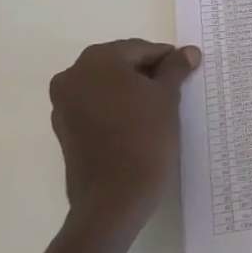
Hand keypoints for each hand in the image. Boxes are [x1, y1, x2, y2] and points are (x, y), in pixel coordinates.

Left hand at [48, 40, 199, 228]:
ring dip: (129, 90)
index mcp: (98, 60)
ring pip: (106, 85)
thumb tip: (188, 51)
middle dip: (146, 73)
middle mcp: (74, 75)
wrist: (113, 203)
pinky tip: (135, 123)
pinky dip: (114, 108)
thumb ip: (175, 68)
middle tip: (173, 89)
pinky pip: (95, 106)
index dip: (166, 59)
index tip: (185, 71)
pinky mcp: (64, 129)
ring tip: (156, 108)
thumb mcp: (167, 98)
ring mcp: (64, 104)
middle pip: (120, 64)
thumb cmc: (144, 140)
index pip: (140, 49)